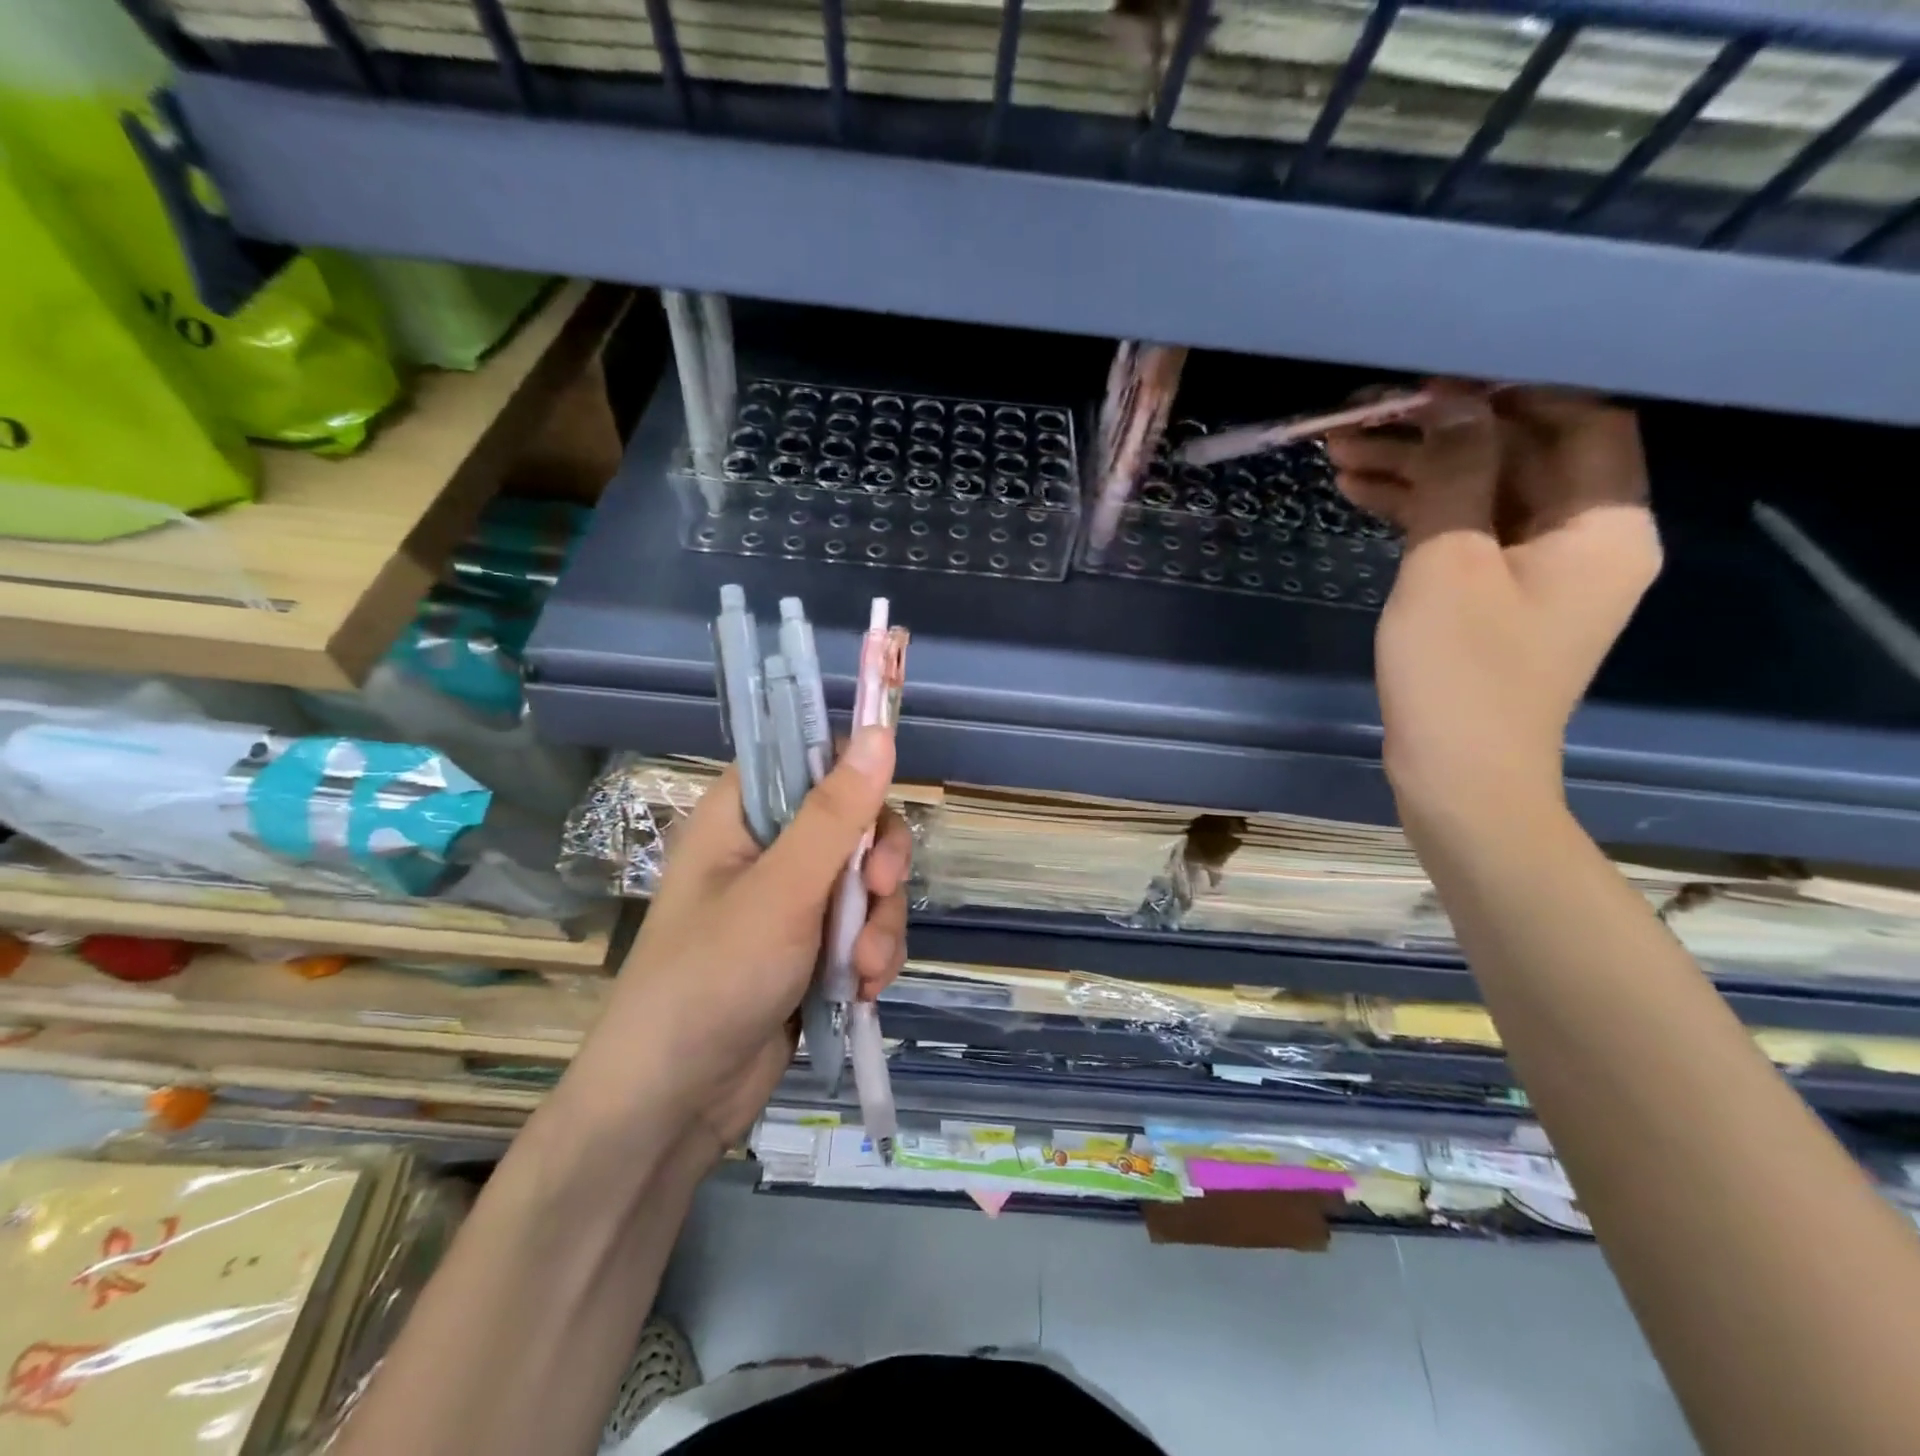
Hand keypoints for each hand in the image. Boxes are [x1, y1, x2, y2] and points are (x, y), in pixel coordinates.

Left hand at [574, 726, 912, 1157]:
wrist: (674, 1105)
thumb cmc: (712, 980)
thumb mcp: (782, 891)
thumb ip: (836, 815)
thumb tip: (880, 733)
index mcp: (743, 817)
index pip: (810, 761)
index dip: (855, 774)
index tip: (883, 806)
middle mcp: (769, 852)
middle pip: (855, 825)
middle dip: (879, 866)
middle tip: (882, 892)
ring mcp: (792, 905)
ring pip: (868, 884)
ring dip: (879, 925)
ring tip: (865, 972)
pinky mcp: (811, 952)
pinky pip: (864, 931)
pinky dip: (872, 957)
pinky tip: (863, 992)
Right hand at [1327, 383, 1660, 812]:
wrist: (1456, 774)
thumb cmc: (1459, 672)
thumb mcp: (1448, 564)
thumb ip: (1454, 473)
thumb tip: (1451, 401)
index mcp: (1604, 524)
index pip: (1578, 419)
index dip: (1511, 389)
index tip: (1436, 377)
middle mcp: (1585, 539)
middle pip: (1520, 456)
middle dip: (1442, 433)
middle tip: (1367, 415)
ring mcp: (1539, 571)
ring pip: (1482, 495)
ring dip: (1418, 471)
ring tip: (1343, 452)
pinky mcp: (1496, 598)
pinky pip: (1464, 535)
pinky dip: (1418, 512)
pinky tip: (1361, 493)